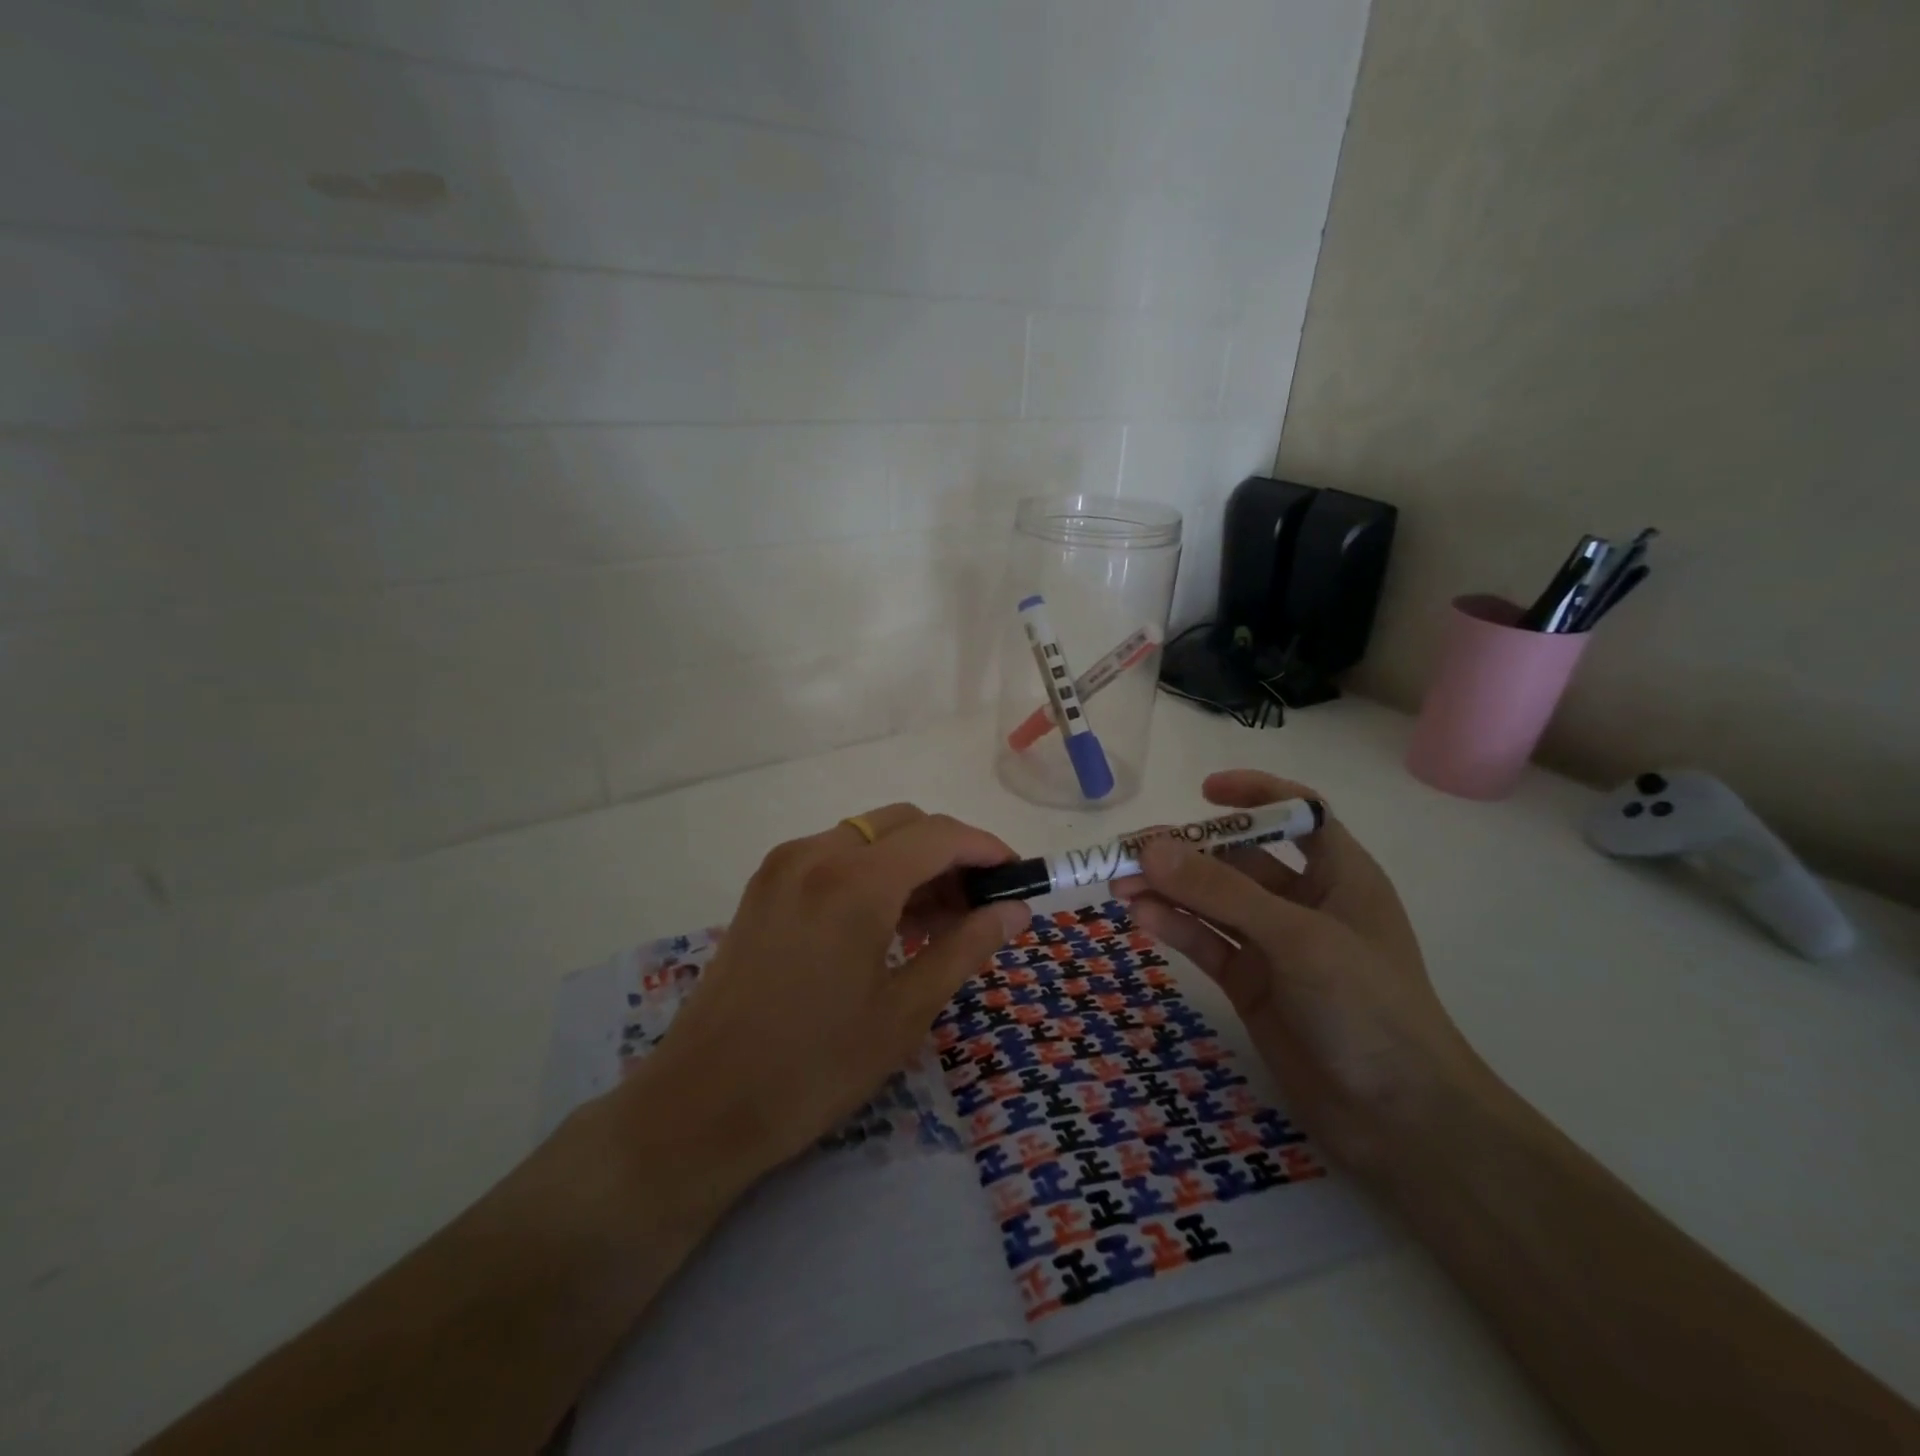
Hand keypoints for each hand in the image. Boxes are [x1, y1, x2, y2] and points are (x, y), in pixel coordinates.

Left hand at [617, 804, 1028, 1184]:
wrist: (699, 1107)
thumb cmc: (813, 1068)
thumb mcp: (904, 1011)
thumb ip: (965, 947)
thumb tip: (1014, 910)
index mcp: (855, 880)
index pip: (940, 835)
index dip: (986, 849)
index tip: (1016, 878)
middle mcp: (816, 853)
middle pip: (903, 824)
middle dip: (949, 853)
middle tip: (977, 907)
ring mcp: (783, 866)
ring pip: (868, 836)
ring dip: (911, 862)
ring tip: (938, 921)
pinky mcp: (763, 886)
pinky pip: (834, 856)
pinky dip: (872, 872)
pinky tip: (886, 922)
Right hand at [1116, 770, 1480, 1174]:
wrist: (1401, 1122)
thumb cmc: (1368, 1008)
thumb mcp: (1297, 938)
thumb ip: (1222, 893)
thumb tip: (1151, 847)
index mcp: (1340, 875)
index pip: (1299, 813)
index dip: (1256, 792)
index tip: (1204, 791)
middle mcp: (1305, 902)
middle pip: (1239, 858)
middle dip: (1188, 851)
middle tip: (1131, 850)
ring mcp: (1274, 946)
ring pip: (1213, 902)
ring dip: (1170, 889)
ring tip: (1119, 883)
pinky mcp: (1251, 984)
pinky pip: (1207, 942)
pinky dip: (1175, 927)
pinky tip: (1141, 916)